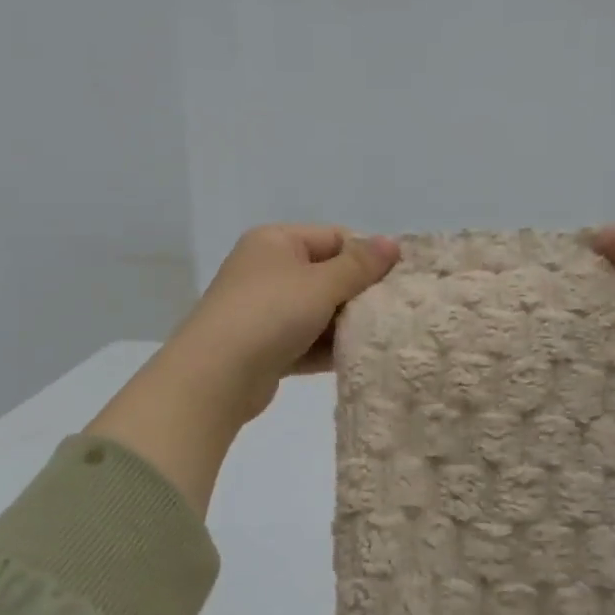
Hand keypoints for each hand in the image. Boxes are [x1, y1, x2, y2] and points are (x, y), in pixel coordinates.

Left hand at [85, 226, 398, 514]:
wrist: (216, 376)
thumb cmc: (270, 314)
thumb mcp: (321, 284)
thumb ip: (360, 265)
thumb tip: (393, 242)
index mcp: (275, 241)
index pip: (333, 238)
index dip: (366, 256)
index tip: (398, 279)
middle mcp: (267, 270)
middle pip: (327, 275)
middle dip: (358, 294)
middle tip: (394, 311)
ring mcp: (263, 310)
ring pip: (318, 311)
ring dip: (346, 324)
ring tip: (383, 337)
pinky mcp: (265, 347)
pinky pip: (306, 340)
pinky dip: (328, 348)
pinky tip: (358, 358)